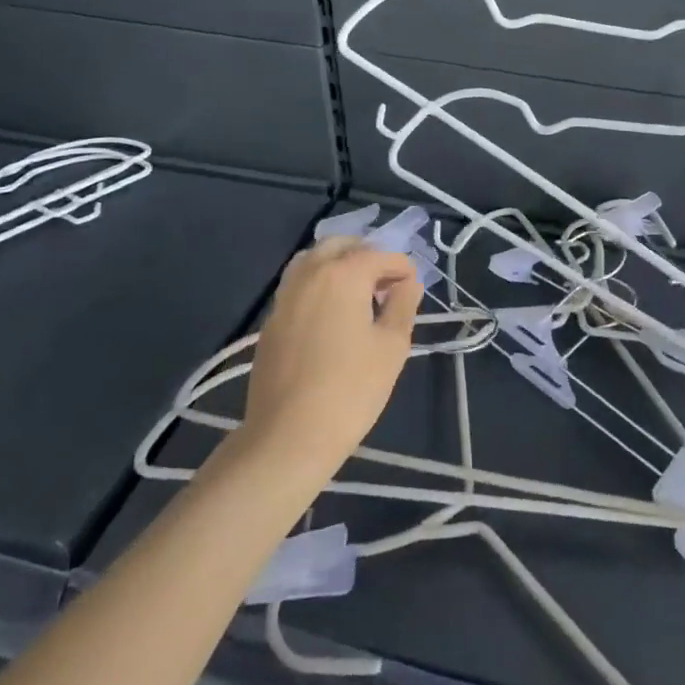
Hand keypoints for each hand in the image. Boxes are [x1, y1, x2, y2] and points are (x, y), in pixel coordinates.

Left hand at [228, 237, 421, 477]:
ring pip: (312, 261)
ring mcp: (284, 298)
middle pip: (340, 246)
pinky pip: (297, 286)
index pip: (380, 255)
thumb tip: (408, 283)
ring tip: (358, 295)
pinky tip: (332, 316)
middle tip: (385, 284)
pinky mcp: (270, 323)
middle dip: (367, 255)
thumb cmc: (350, 390)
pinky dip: (318, 285)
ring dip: (338, 266)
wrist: (287, 438)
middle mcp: (310, 275)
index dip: (403, 268)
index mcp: (343, 275)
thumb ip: (403, 306)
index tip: (413, 289)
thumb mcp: (392, 346)